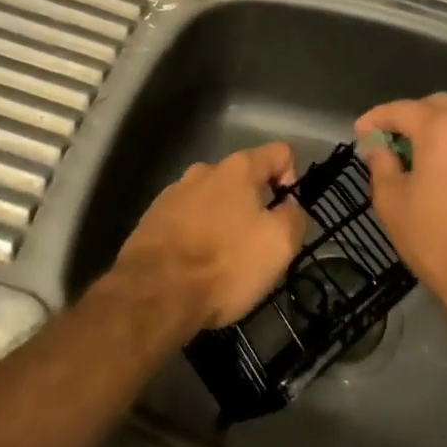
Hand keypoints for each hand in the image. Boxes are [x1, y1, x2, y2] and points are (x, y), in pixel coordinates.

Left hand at [111, 143, 305, 333]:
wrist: (153, 294)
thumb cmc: (224, 264)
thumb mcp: (279, 245)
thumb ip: (295, 216)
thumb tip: (290, 206)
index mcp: (239, 168)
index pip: (280, 152)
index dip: (292, 179)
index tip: (286, 214)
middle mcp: (205, 170)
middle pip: (243, 178)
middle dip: (255, 205)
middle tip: (256, 245)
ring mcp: (174, 192)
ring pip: (213, 199)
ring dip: (223, 220)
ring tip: (222, 260)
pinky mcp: (152, 218)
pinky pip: (187, 219)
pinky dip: (196, 235)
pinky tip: (194, 265)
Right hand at [355, 94, 446, 333]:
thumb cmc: (440, 241)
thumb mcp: (394, 204)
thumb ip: (382, 166)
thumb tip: (379, 148)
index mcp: (443, 127)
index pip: (402, 109)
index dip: (377, 118)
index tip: (360, 132)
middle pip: (438, 106)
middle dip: (411, 117)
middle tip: (390, 140)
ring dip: (438, 129)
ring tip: (417, 156)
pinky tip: (446, 171)